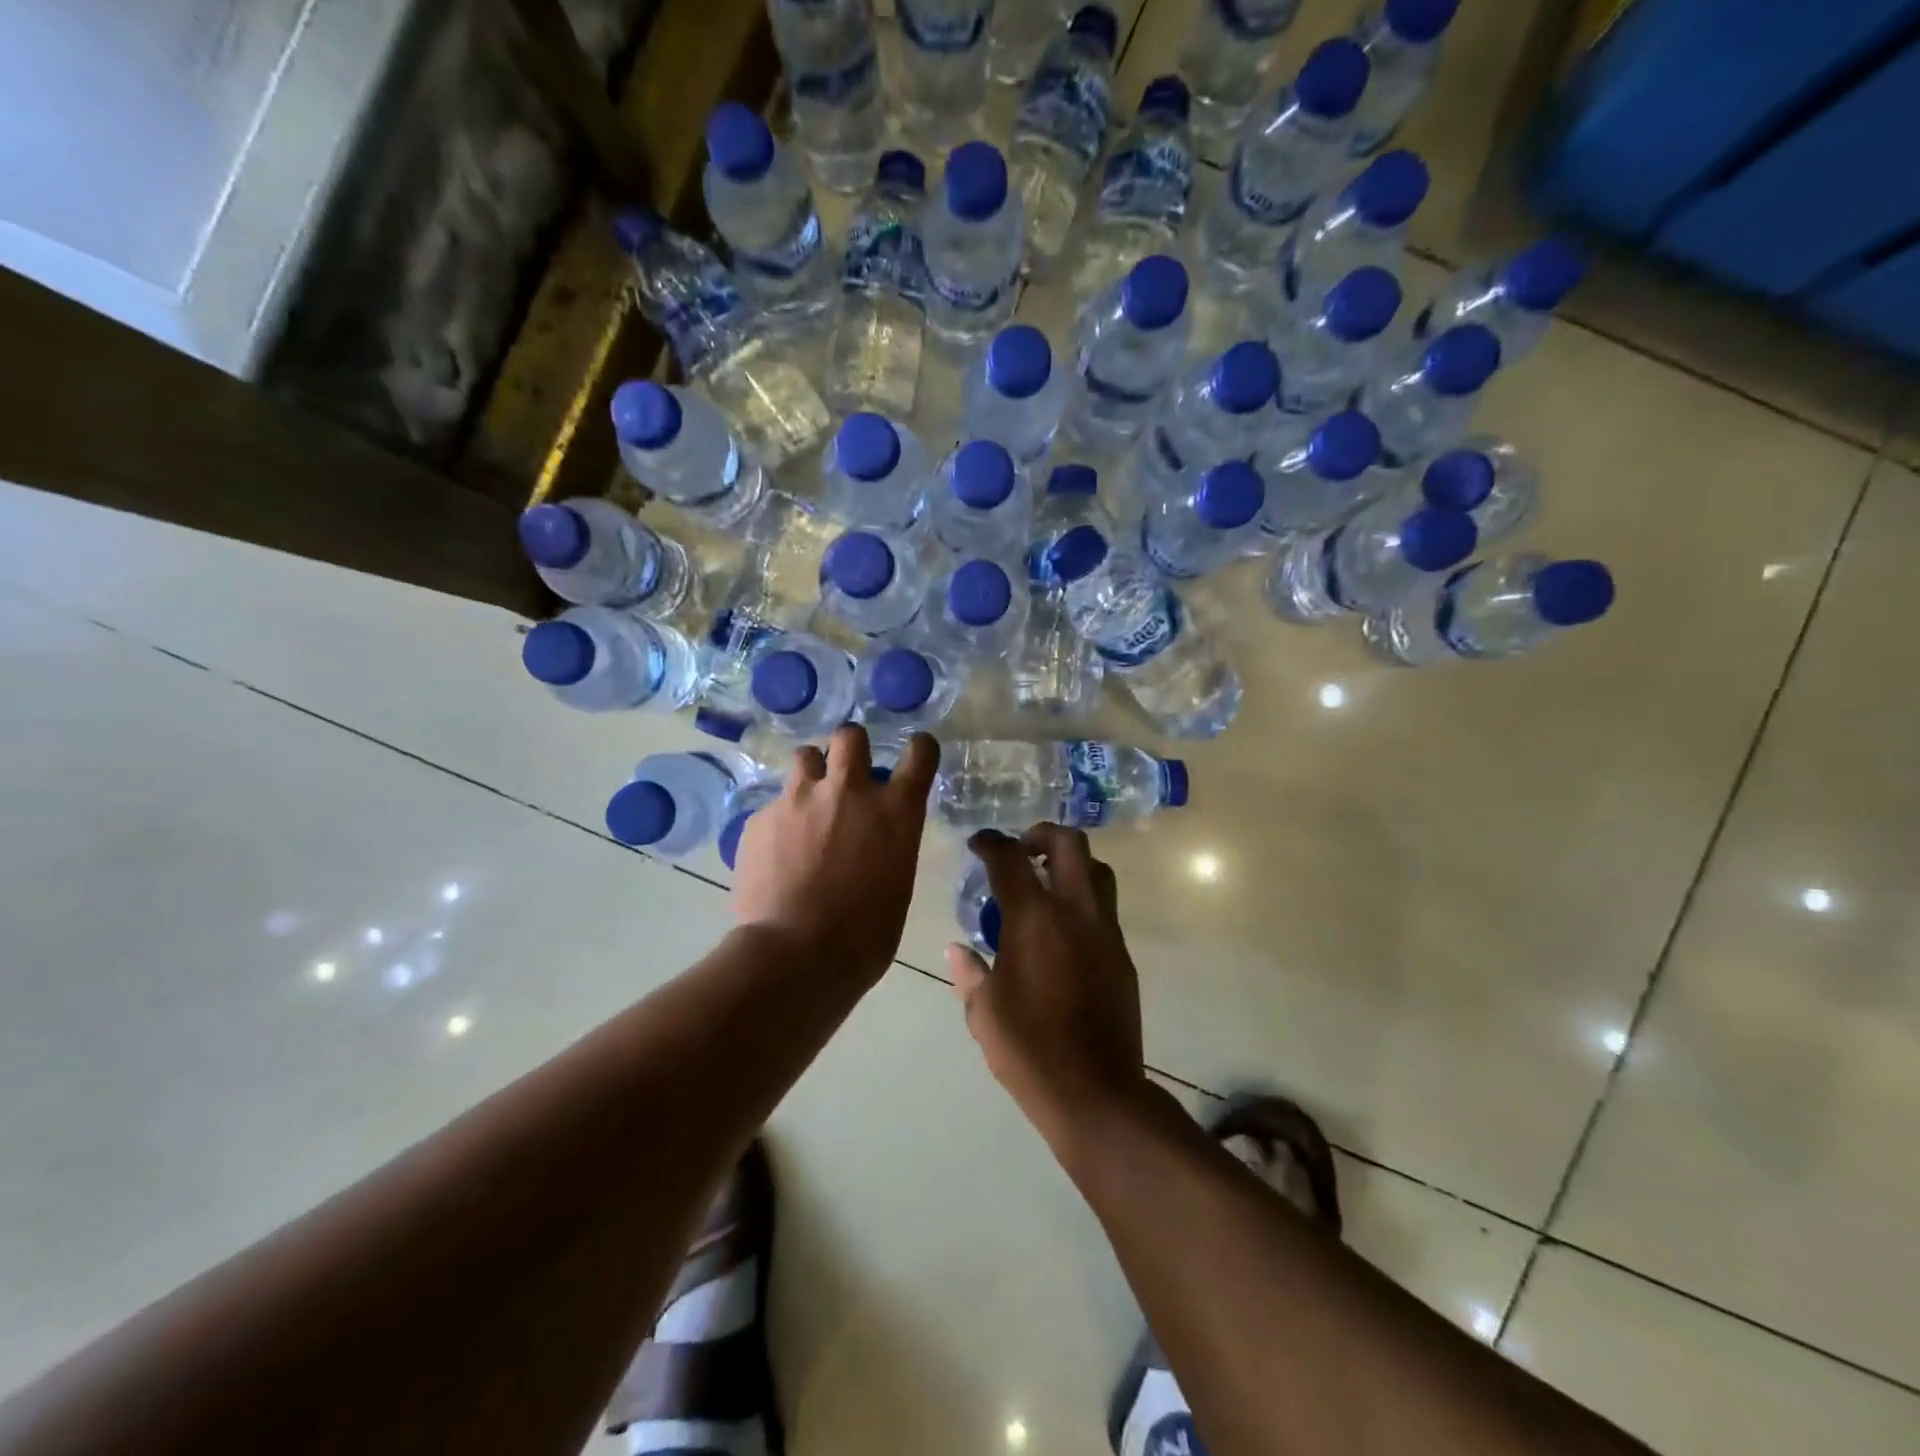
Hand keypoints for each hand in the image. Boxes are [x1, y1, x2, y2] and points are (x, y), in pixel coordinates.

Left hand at [733, 725, 938, 978]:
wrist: (796, 956)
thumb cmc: (865, 935)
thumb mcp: (896, 883)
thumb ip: (888, 845)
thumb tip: (874, 840)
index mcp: (895, 810)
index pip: (920, 753)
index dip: (919, 750)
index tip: (914, 756)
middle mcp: (849, 790)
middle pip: (850, 735)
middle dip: (850, 748)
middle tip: (846, 775)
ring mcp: (799, 798)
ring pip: (805, 757)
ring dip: (811, 775)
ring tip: (807, 807)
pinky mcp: (760, 818)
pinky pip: (774, 805)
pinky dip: (779, 821)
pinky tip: (776, 854)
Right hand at [947, 825, 1150, 1151]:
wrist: (1096, 1093)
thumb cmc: (1029, 1050)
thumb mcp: (984, 1011)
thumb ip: (970, 972)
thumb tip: (958, 950)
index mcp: (1034, 919)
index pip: (1010, 858)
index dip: (991, 842)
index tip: (978, 843)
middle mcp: (1075, 913)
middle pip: (1069, 843)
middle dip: (1041, 833)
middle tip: (1020, 849)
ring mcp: (1106, 932)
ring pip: (1098, 870)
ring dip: (1071, 863)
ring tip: (1045, 882)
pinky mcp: (1122, 956)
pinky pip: (1105, 909)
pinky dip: (1083, 901)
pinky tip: (1062, 931)